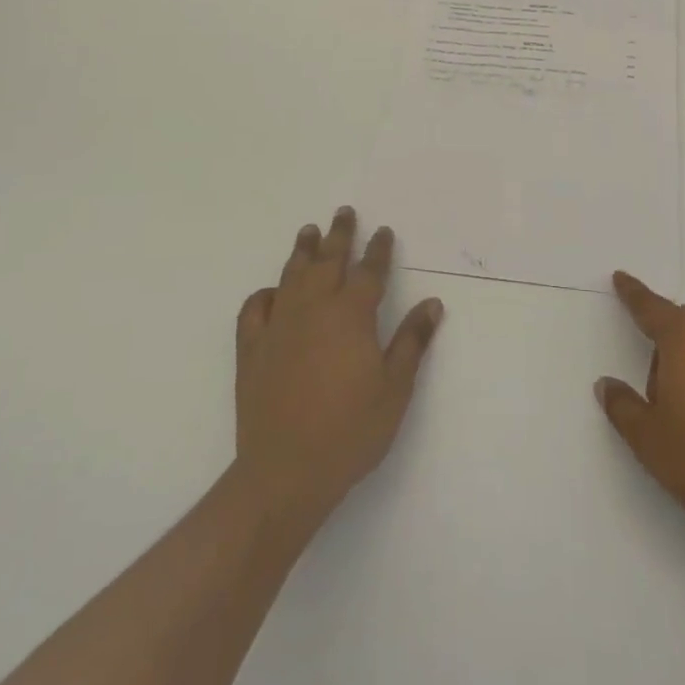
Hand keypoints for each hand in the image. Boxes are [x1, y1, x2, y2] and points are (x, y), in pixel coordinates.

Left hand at [234, 207, 444, 525]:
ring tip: (309, 231)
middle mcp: (313, 309)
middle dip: (340, 235)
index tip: (383, 231)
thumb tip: (432, 302)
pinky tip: (271, 291)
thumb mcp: (395, 388)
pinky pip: (255, 309)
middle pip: (328, 261)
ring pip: (292, 276)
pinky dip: (264, 294)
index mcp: (351, 315)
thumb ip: (412, 341)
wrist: (285, 472)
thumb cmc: (351, 431)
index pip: (369, 271)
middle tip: (344, 212)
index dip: (378, 250)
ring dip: (302, 251)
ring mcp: (279, 326)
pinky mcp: (252, 349)